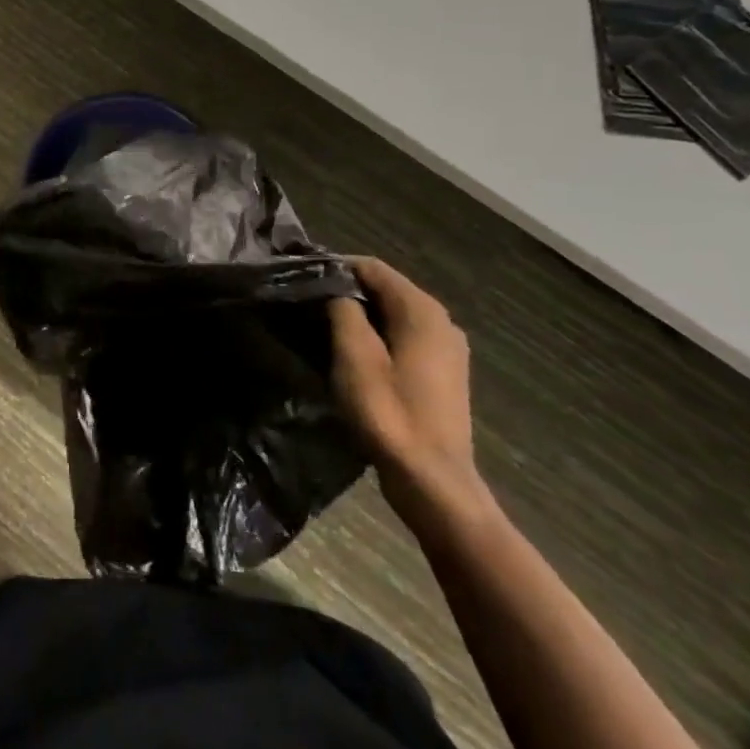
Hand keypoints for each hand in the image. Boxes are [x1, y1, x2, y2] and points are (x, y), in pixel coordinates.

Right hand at [328, 258, 490, 531]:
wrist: (432, 481)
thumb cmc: (390, 414)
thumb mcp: (354, 357)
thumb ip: (344, 312)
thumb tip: (337, 291)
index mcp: (422, 310)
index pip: (373, 268)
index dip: (336, 267)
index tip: (302, 277)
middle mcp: (441, 321)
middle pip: (386, 289)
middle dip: (348, 292)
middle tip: (307, 303)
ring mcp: (447, 349)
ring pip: (395, 315)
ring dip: (362, 316)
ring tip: (323, 327)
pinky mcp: (444, 373)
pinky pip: (405, 338)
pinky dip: (379, 337)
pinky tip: (354, 355)